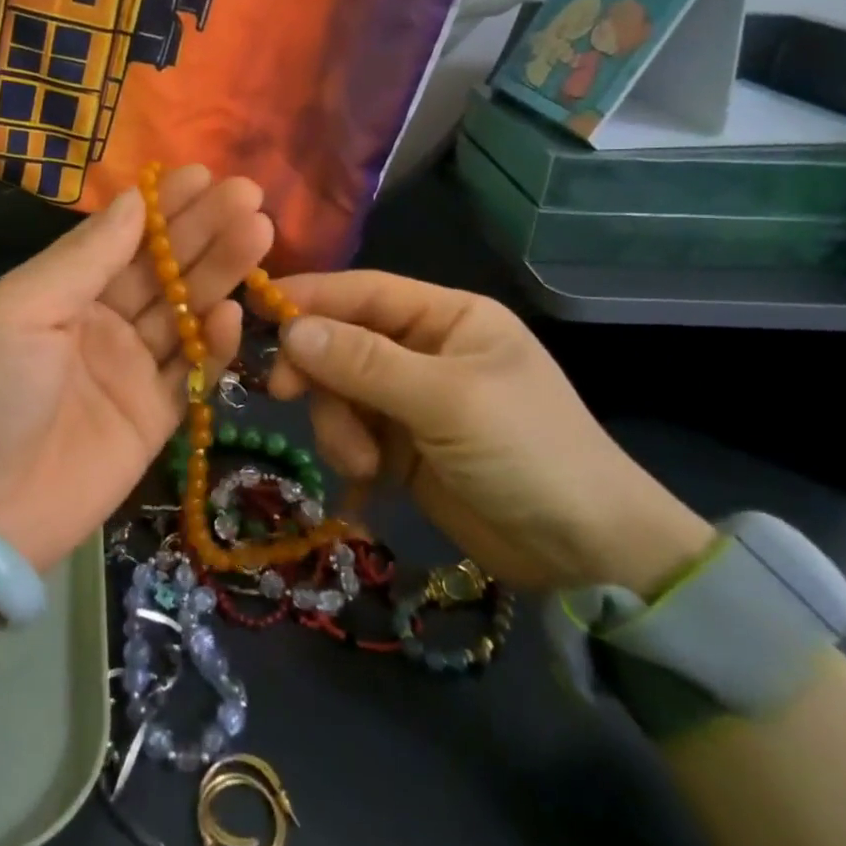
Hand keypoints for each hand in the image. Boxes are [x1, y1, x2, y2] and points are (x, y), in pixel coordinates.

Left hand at [0, 167, 273, 574]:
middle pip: (161, 271)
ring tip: (257, 234)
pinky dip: (215, 346)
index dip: (162, 208)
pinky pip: (190, 375)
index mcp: (61, 294)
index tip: (203, 175)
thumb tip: (131, 200)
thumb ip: (84, 258)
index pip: (121, 239)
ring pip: (184, 315)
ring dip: (219, 276)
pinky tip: (234, 313)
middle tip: (248, 197)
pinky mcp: (152, 420)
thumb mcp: (21, 311)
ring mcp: (128, 373)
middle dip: (203, 232)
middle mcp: (99, 326)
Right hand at [267, 271, 712, 594]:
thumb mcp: (446, 400)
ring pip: (340, 391)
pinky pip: (352, 432)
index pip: (365, 291)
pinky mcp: (402, 446)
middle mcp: (425, 350)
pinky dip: (350, 451)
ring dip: (338, 424)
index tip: (258, 310)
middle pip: (343, 342)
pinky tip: (369, 478)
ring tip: (363, 463)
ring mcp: (412, 400)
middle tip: (284, 394)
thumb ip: (365, 363)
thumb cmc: (528, 452)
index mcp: (447, 318)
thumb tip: (291, 330)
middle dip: (318, 371)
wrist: (587, 554)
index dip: (312, 297)